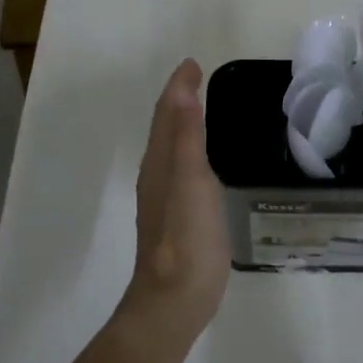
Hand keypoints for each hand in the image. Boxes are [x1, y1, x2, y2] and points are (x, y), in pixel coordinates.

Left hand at [119, 59, 230, 344]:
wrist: (175, 300)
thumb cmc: (187, 239)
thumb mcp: (191, 182)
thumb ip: (187, 138)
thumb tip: (182, 93)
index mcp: (159, 163)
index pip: (167, 114)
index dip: (178, 87)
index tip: (193, 63)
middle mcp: (157, 176)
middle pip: (165, 128)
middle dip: (178, 100)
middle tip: (197, 79)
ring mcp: (166, 199)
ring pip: (172, 149)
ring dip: (183, 124)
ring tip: (201, 109)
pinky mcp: (179, 218)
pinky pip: (183, 170)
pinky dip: (192, 152)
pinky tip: (205, 162)